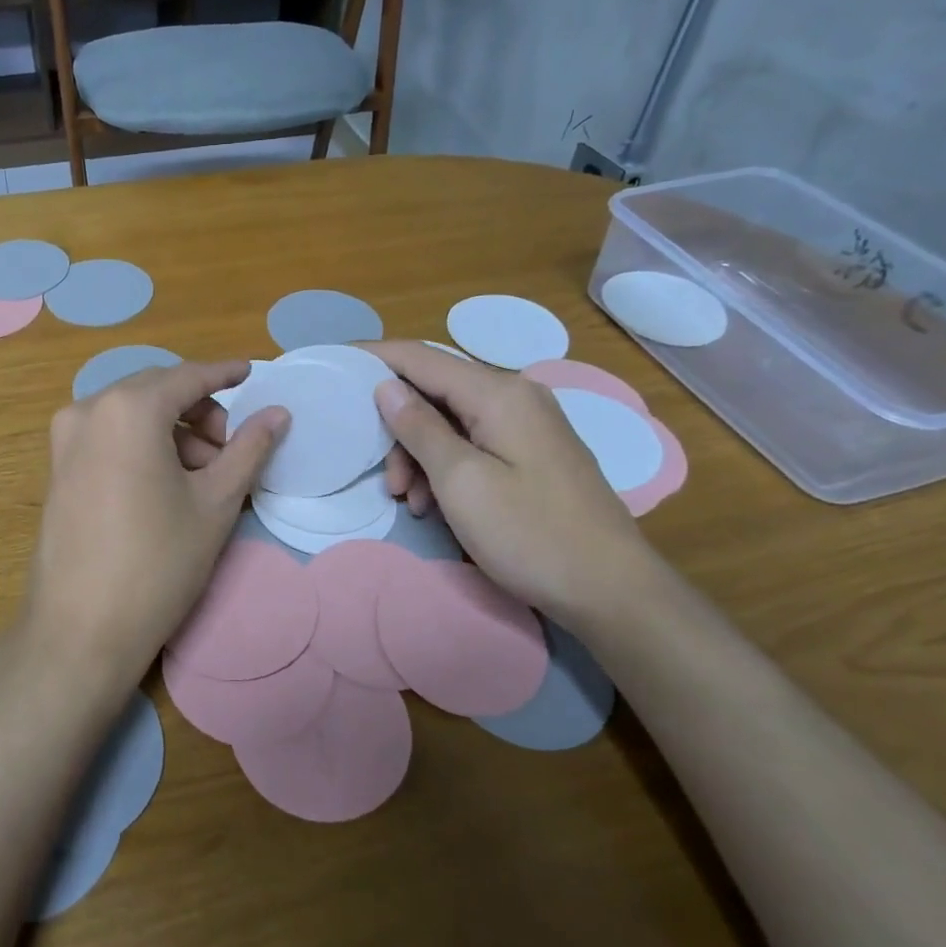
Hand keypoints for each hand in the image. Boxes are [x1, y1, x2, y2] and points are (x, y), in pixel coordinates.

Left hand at [19, 360, 286, 688]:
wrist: (80, 629)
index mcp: (129, 408)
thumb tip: (278, 413)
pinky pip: (109, 436)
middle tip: (231, 449)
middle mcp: (89, 409)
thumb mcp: (215, 502)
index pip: (188, 377)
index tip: (253, 372)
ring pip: (132, 414)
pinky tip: (167, 484)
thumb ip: (249, 448)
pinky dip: (143, 444)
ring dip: (173, 431)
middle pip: (157, 392)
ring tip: (204, 476)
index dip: (224, 373)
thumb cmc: (158, 562)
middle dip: (200, 411)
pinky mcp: (57, 467)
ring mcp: (65, 438)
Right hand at [366, 341, 667, 628]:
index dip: (375, 357)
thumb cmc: (529, 533)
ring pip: (451, 422)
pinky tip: (435, 505)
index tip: (334, 363)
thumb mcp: (461, 481)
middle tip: (385, 480)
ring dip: (420, 456)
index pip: (421, 357)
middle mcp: (515, 396)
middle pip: (435, 392)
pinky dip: (446, 468)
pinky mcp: (532, 453)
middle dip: (398, 429)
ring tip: (410, 502)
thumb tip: (386, 385)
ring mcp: (527, 425)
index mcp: (498, 393)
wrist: (611, 589)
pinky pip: (473, 444)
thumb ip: (419, 428)